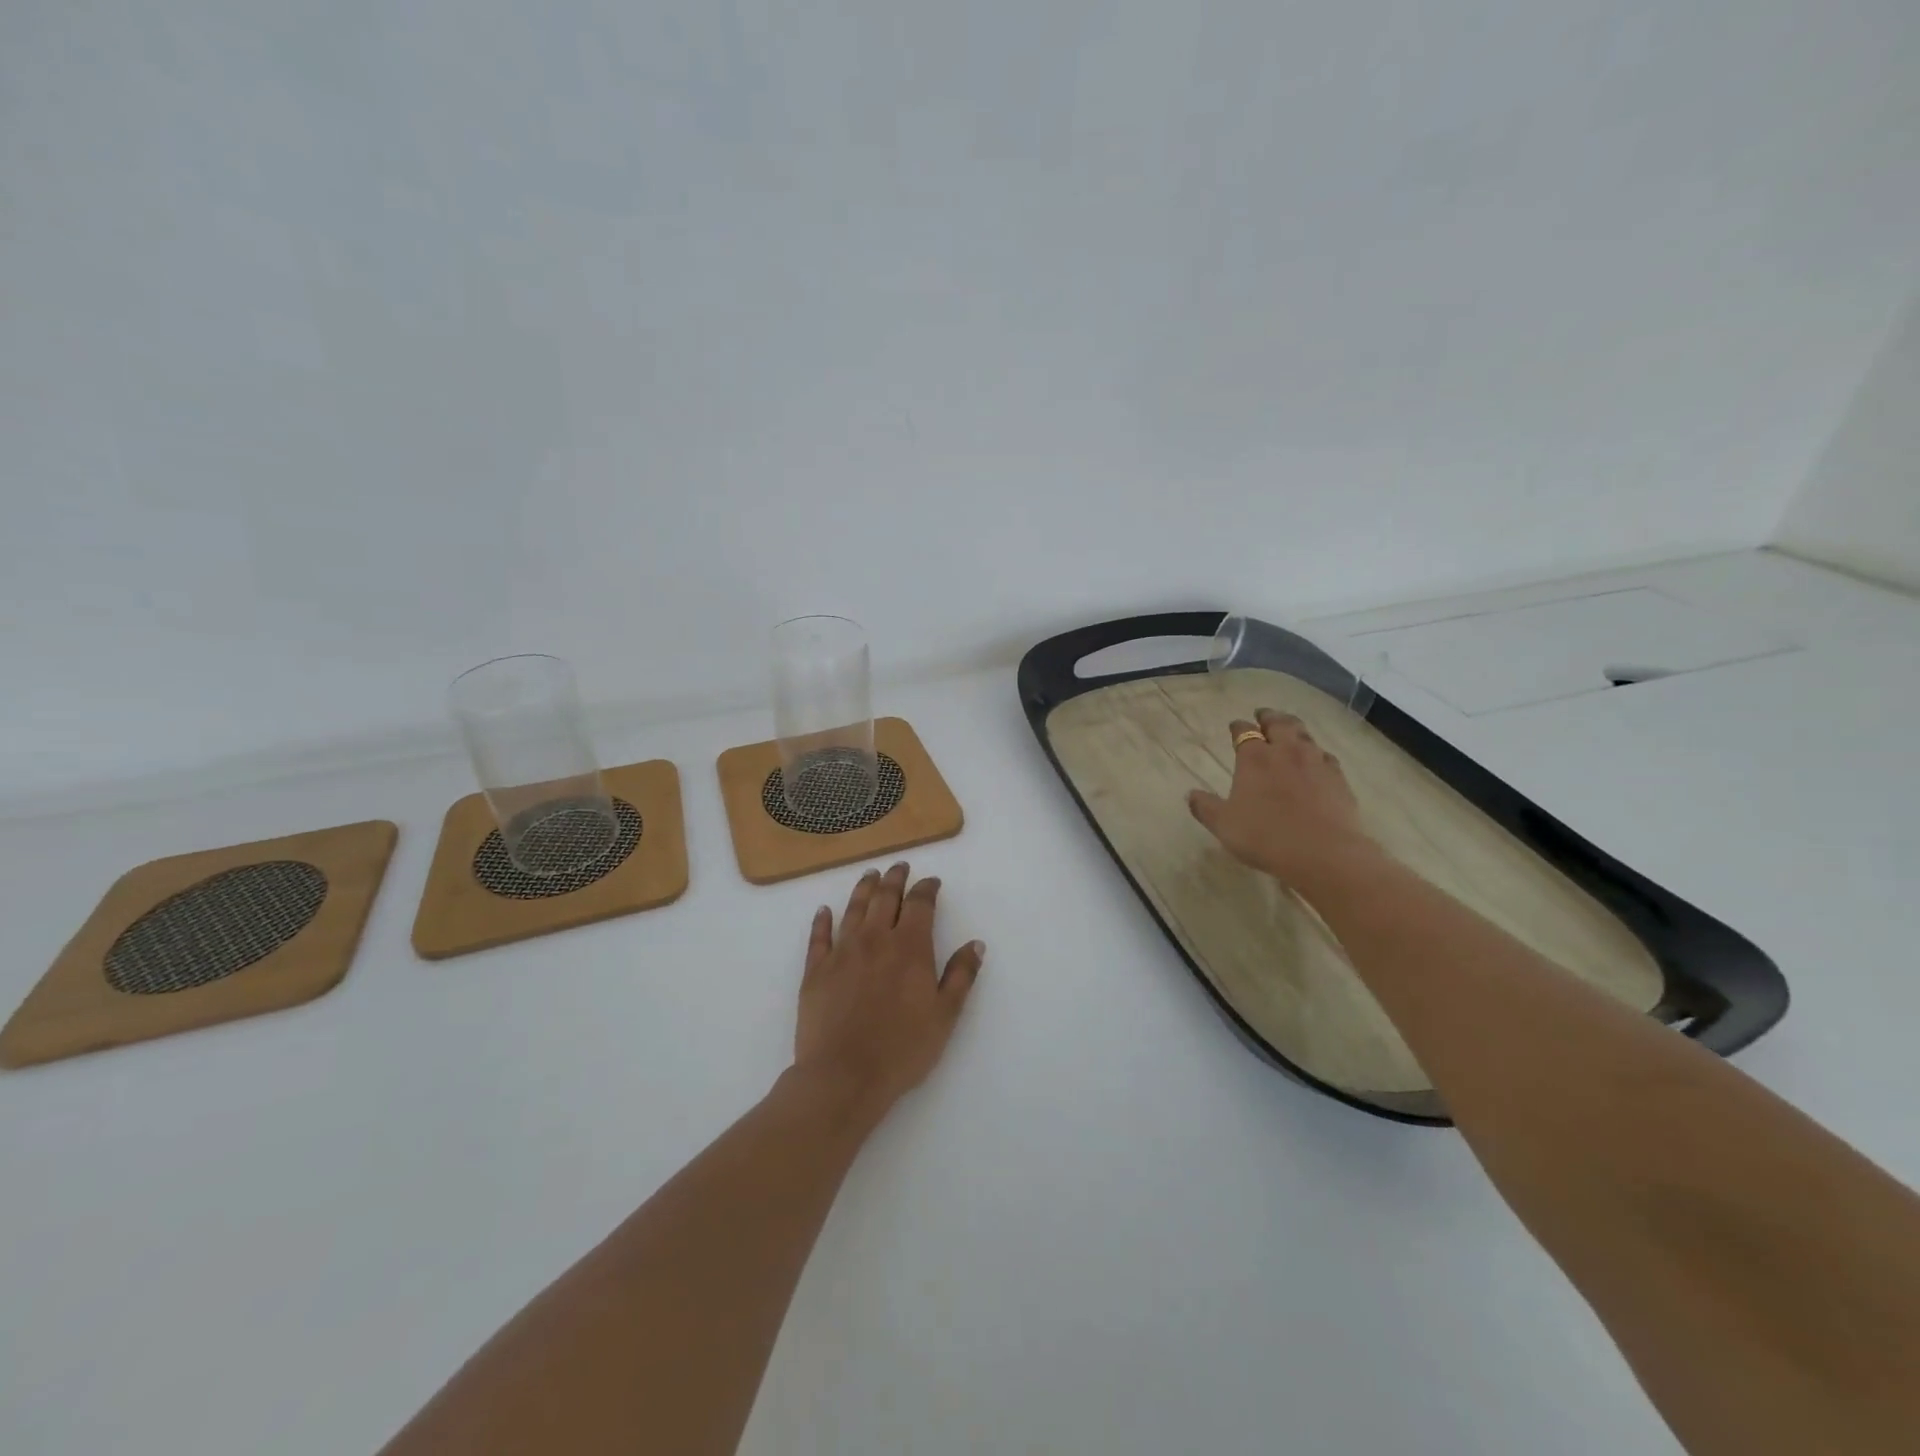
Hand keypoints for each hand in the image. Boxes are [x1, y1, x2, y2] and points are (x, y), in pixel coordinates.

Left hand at [791, 862, 983, 1124]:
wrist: (844, 1075)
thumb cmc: (902, 1048)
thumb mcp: (945, 1015)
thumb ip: (961, 976)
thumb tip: (975, 944)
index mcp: (909, 947)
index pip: (919, 904)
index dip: (926, 888)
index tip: (931, 882)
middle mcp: (875, 939)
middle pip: (885, 898)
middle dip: (895, 879)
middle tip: (899, 866)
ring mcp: (841, 952)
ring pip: (853, 909)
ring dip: (863, 889)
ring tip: (870, 875)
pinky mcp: (815, 970)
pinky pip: (818, 936)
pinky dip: (822, 920)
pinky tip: (823, 911)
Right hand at [1186, 708, 1381, 888]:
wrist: (1323, 853)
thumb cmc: (1265, 836)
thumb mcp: (1224, 825)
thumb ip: (1206, 807)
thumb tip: (1190, 794)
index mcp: (1254, 759)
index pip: (1244, 732)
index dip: (1238, 727)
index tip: (1234, 725)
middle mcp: (1285, 752)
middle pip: (1279, 724)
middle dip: (1269, 717)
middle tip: (1264, 714)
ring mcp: (1315, 763)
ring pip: (1305, 735)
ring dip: (1294, 728)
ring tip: (1290, 728)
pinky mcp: (1338, 778)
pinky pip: (1326, 756)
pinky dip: (1317, 752)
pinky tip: (1317, 759)